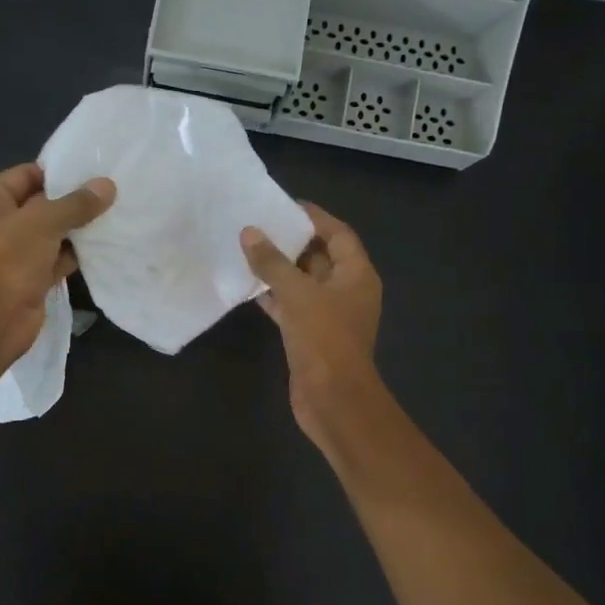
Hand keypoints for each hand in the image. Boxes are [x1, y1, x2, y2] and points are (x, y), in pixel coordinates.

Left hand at [0, 162, 114, 363]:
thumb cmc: (9, 259)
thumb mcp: (44, 221)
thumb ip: (76, 203)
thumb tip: (107, 186)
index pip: (24, 175)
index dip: (57, 172)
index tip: (91, 170)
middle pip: (39, 205)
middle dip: (71, 201)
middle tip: (109, 193)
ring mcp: (12, 255)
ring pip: (49, 235)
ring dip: (76, 229)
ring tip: (112, 215)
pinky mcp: (28, 279)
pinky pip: (55, 260)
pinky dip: (74, 255)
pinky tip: (102, 246)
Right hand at [241, 204, 383, 448]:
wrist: (333, 400)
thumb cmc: (324, 340)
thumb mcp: (298, 295)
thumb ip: (273, 263)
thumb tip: (250, 232)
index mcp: (356, 275)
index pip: (338, 234)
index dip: (314, 217)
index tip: (284, 205)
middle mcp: (347, 291)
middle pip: (320, 257)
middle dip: (292, 242)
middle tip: (259, 224)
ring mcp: (329, 315)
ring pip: (303, 283)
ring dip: (280, 270)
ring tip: (249, 250)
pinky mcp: (311, 336)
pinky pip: (292, 307)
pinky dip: (274, 297)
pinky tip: (248, 288)